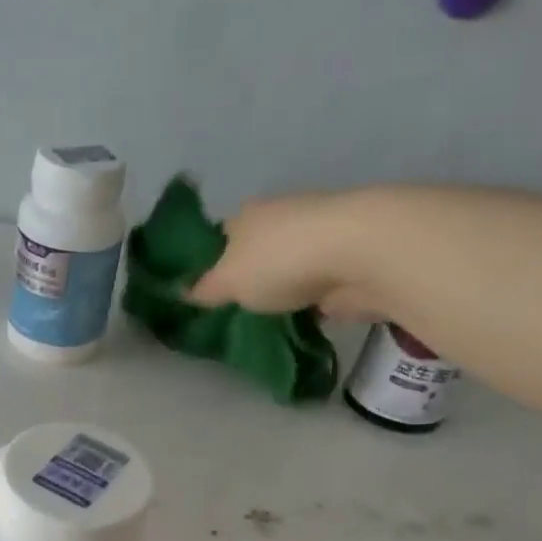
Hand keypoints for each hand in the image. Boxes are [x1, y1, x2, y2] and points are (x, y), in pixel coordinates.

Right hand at [186, 188, 391, 318]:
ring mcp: (314, 241)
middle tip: (230, 313)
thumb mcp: (226, 281)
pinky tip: (293, 324)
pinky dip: (305, 303)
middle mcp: (279, 220)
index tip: (200, 293)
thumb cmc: (279, 260)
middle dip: (245, 278)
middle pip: (253, 252)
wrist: (358, 255)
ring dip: (278, 291)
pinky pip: (312, 288)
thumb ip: (204, 289)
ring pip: (284, 270)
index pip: (218, 238)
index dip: (207, 263)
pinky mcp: (342, 265)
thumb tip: (183, 292)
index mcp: (246, 216)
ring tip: (260, 324)